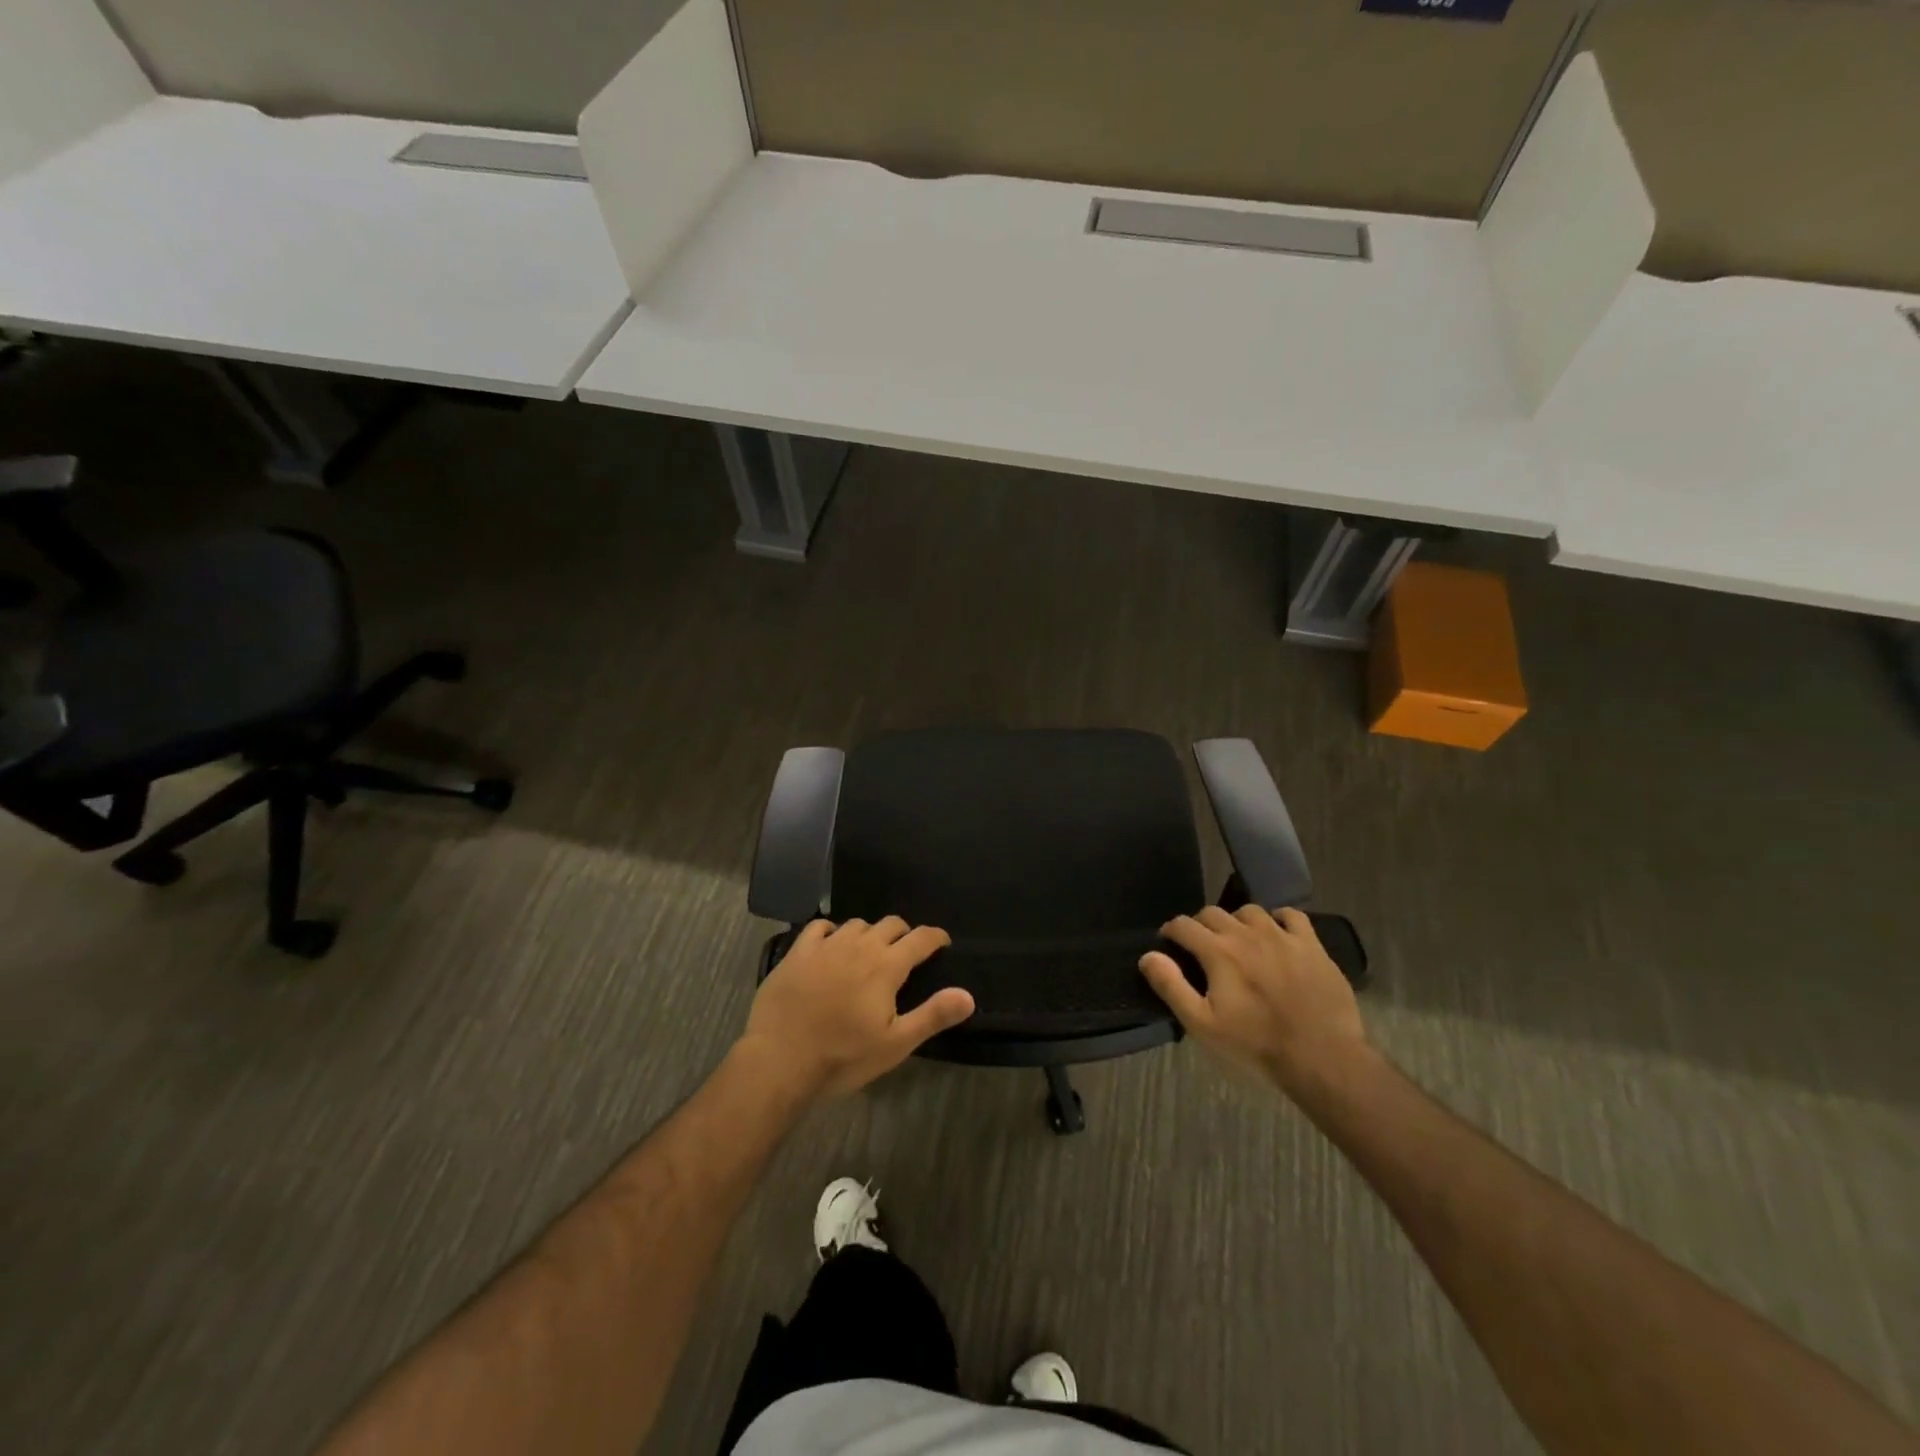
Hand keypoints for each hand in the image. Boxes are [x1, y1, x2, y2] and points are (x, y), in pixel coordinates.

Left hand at [739, 918, 975, 1102]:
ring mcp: (826, 945)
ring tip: (869, 951)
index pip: (920, 939)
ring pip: (857, 924)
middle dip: (904, 933)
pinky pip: (820, 927)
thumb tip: (969, 995)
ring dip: (869, 933)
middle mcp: (859, 945)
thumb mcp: (895, 1043)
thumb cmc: (843, 1056)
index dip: (936, 938)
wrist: (780, 1059)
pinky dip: (832, 931)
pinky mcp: (798, 952)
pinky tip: (831, 943)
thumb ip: (933, 1015)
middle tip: (906, 951)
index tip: (942, 943)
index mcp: (887, 965)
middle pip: (890, 924)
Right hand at [1139, 906, 1366, 1092]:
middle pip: (1213, 913)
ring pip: (1249, 910)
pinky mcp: (1311, 944)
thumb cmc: (1256, 1044)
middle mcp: (1247, 933)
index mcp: (1218, 951)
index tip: (1169, 944)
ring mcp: (1282, 935)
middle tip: (1201, 948)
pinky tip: (1276, 935)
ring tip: (1238, 941)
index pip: (1183, 925)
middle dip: (1200, 925)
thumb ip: (1171, 986)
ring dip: (1237, 921)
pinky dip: (1278, 920)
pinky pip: (1291, 915)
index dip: (1171, 931)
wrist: (1322, 1057)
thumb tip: (1148, 956)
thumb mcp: (1203, 1024)